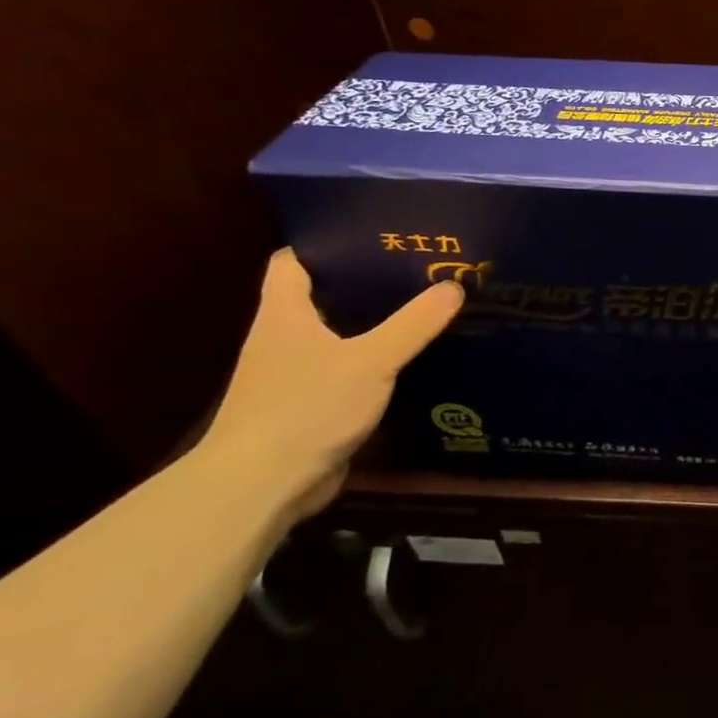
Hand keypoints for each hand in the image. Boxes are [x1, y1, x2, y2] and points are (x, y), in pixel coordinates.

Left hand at [197, 249, 463, 520]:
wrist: (262, 485)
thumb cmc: (306, 407)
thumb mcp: (372, 360)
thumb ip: (414, 323)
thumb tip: (455, 285)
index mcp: (284, 315)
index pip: (292, 262)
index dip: (324, 242)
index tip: (371, 233)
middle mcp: (282, 338)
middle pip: (319, 296)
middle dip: (363, 282)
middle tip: (415, 267)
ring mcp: (292, 374)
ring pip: (335, 334)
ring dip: (371, 323)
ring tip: (421, 306)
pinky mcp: (308, 405)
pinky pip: (344, 369)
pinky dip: (372, 360)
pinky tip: (408, 359)